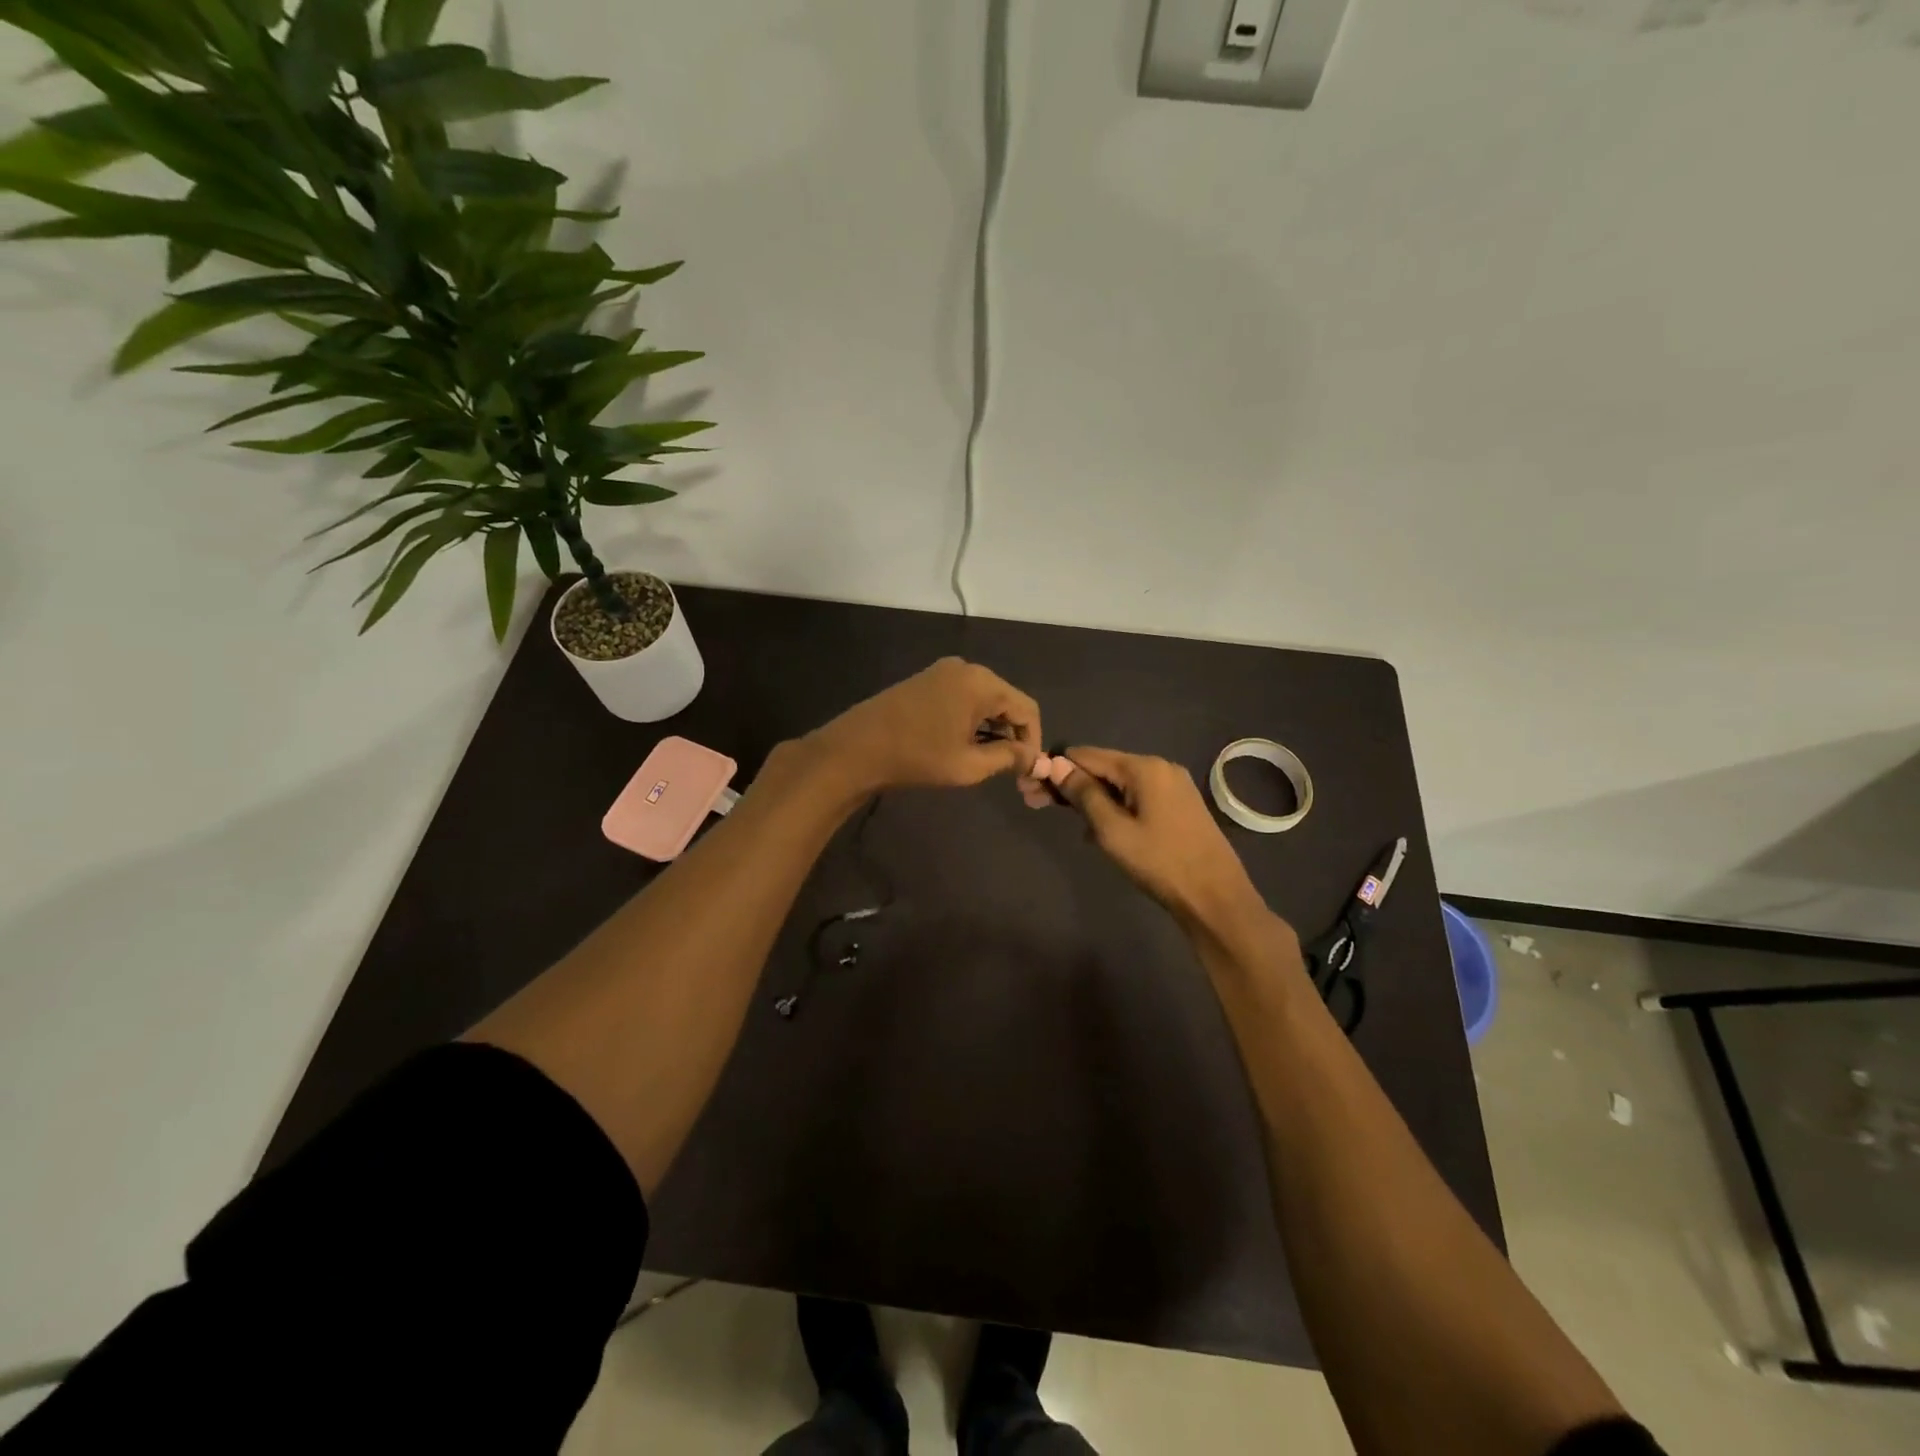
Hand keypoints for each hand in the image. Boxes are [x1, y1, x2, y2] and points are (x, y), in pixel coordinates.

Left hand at [806, 658, 1043, 793]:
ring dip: (992, 729)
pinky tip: (963, 744)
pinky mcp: (926, 680)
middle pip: (1007, 701)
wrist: (856, 749)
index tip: (1027, 770)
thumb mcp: (968, 765)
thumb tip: (1030, 757)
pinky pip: (964, 697)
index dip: (1033, 741)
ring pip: (985, 700)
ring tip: (987, 761)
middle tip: (1010, 770)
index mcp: (981, 683)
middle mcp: (966, 668)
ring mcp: (943, 672)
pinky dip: (972, 720)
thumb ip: (1007, 758)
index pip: (1026, 709)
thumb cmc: (917, 757)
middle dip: (1013, 735)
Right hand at [1051, 746, 1272, 937]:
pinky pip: (1137, 797)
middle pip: (1104, 767)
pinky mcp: (1180, 805)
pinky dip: (1115, 808)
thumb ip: (1083, 794)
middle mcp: (1160, 767)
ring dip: (1092, 799)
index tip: (1030, 787)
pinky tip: (1101, 831)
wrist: (1216, 896)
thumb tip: (1056, 765)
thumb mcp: (1112, 830)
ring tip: (1072, 825)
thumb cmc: (1160, 862)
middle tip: (1037, 805)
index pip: (1087, 755)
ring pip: (1120, 784)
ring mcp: (1174, 786)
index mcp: (1144, 767)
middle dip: (1071, 785)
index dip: (1055, 768)